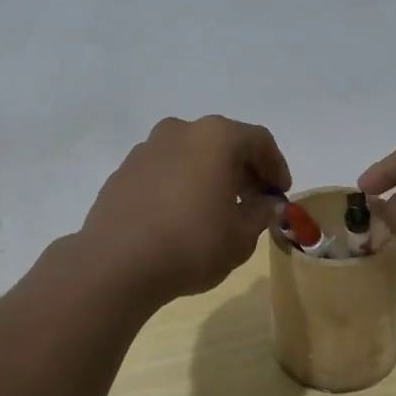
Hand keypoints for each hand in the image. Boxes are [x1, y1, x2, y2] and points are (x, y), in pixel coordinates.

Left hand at [79, 116, 291, 306]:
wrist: (115, 264)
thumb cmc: (191, 245)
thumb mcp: (241, 236)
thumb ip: (261, 213)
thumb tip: (268, 204)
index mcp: (215, 137)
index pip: (258, 140)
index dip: (276, 166)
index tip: (280, 194)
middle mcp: (180, 131)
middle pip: (223, 143)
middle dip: (243, 170)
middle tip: (253, 202)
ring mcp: (146, 149)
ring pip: (190, 154)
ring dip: (209, 175)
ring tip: (216, 210)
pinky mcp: (123, 171)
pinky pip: (164, 170)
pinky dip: (180, 184)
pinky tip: (180, 216)